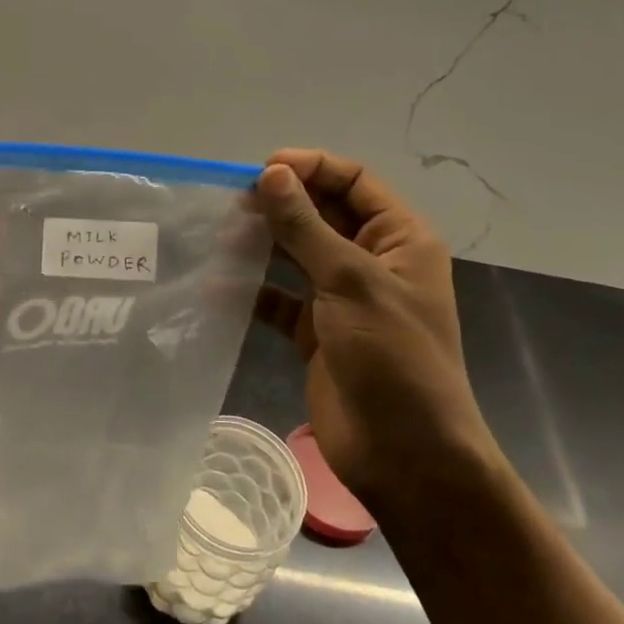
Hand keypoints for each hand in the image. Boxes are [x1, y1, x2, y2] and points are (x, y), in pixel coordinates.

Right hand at [253, 149, 498, 506]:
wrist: (405, 456)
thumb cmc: (392, 358)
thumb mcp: (350, 282)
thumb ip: (306, 226)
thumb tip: (271, 173)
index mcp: (399, 239)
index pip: (354, 181)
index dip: (311, 168)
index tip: (262, 170)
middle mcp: (370, 261)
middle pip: (322, 214)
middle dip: (281, 203)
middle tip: (232, 202)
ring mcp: (341, 298)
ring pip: (296, 253)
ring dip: (263, 242)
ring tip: (221, 234)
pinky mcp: (316, 332)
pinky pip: (279, 298)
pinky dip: (252, 290)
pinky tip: (218, 284)